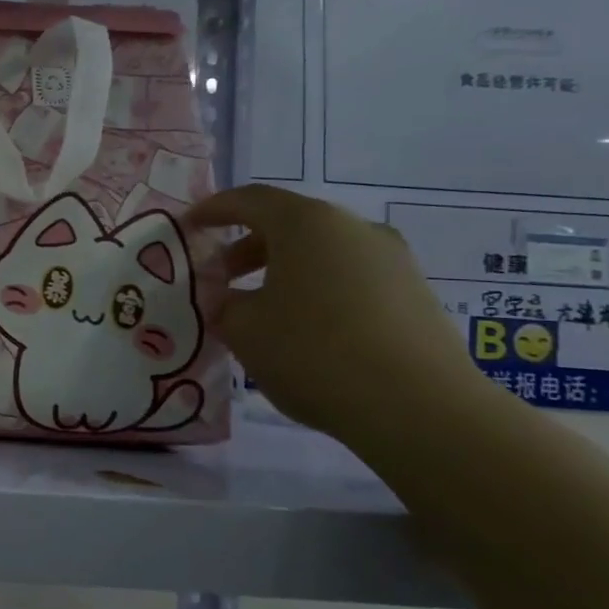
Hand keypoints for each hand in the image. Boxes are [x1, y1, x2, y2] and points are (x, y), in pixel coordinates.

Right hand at [186, 185, 490, 446]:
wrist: (419, 408)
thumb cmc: (313, 352)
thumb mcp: (242, 328)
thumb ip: (223, 303)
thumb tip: (226, 299)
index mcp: (306, 224)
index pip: (249, 200)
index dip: (213, 210)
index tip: (189, 227)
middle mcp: (354, 229)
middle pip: (289, 224)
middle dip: (247, 247)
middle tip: (219, 278)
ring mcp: (392, 260)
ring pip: (322, 252)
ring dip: (283, 271)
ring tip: (259, 309)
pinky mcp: (414, 294)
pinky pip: (350, 278)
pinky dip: (316, 290)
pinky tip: (302, 329)